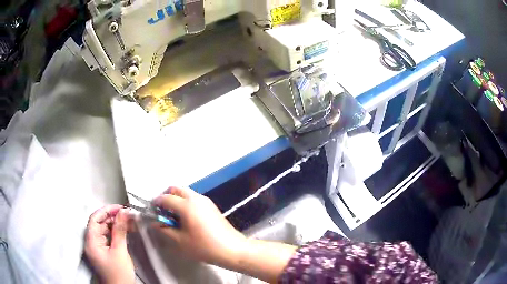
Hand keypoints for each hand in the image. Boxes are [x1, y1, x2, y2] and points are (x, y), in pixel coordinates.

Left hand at [85, 205, 134, 283]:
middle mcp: (91, 243)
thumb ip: (119, 231)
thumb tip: (123, 213)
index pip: (94, 219)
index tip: (120, 208)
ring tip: (128, 223)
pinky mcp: (103, 252)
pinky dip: (115, 234)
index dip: (106, 211)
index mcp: (91, 242)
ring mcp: (96, 248)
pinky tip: (124, 232)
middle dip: (112, 218)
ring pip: (103, 231)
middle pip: (99, 224)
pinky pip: (107, 238)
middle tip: (126, 216)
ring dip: (114, 225)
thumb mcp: (120, 252)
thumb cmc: (119, 273)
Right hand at [153, 187, 245, 267]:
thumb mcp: (180, 241)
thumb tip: (154, 223)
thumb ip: (164, 230)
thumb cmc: (204, 246)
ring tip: (174, 216)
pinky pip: (194, 198)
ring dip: (176, 199)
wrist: (232, 249)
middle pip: (176, 189)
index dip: (156, 203)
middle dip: (166, 197)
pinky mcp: (211, 206)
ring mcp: (205, 201)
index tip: (152, 212)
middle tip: (162, 212)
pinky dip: (185, 202)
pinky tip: (186, 218)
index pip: (165, 198)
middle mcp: (196, 198)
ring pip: (185, 192)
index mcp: (186, 205)